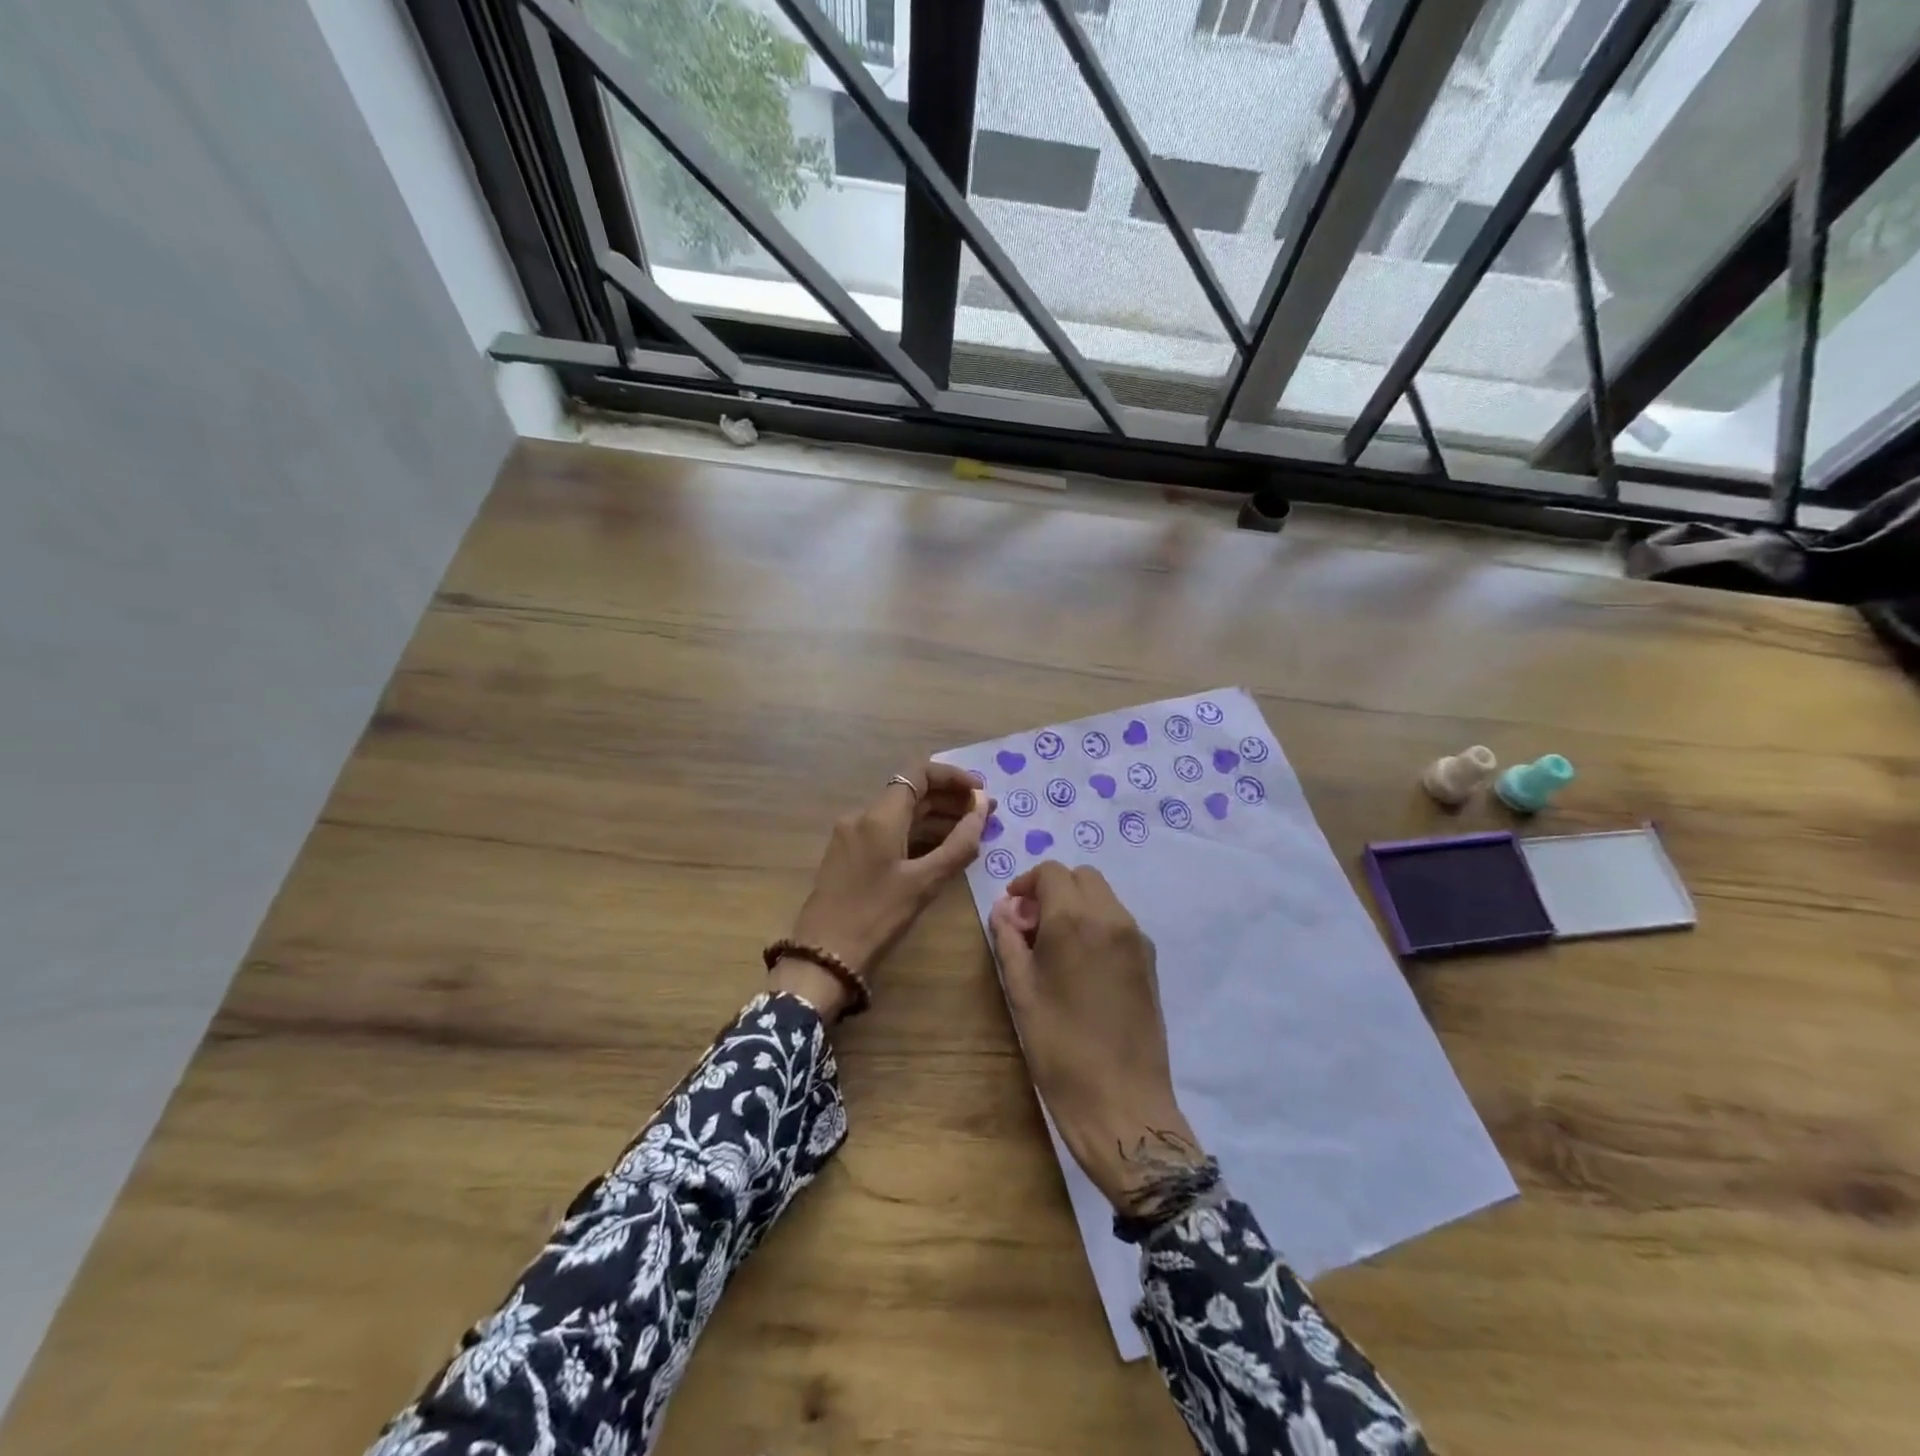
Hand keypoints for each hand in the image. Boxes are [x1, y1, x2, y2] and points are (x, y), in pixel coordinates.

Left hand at [776, 763, 992, 1020]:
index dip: (954, 777)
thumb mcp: (925, 882)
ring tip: (972, 833)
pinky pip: (889, 833)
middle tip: (987, 814)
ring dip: (936, 818)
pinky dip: (918, 835)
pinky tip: (942, 850)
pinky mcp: (850, 856)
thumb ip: (959, 843)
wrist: (824, 957)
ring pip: (901, 814)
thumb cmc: (877, 916)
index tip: (981, 793)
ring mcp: (853, 836)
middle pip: (912, 792)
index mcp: (879, 816)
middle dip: (950, 799)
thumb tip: (982, 808)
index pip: (920, 773)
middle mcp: (863, 816)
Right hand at [989, 863, 1204, 1213]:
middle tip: (1032, 926)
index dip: (1026, 883)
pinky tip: (1082, 965)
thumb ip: (1009, 940)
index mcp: (1075, 918)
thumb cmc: (1059, 1046)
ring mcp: (1136, 938)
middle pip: (1082, 877)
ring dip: (1077, 905)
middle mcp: (1111, 917)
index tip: (1012, 911)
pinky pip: (1119, 923)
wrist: (1120, 1101)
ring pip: (1104, 897)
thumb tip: (1004, 909)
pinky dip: (1097, 924)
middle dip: (1054, 889)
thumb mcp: (1020, 990)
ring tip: (1056, 947)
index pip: (1051, 872)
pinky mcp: (1149, 961)